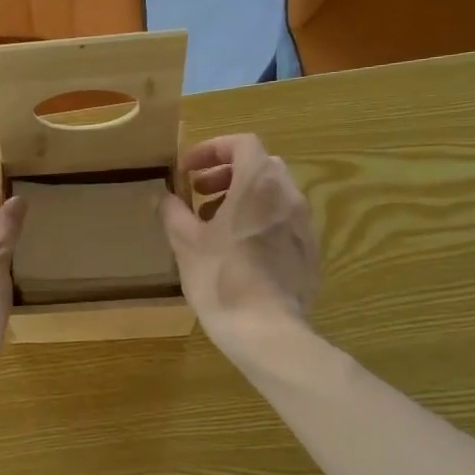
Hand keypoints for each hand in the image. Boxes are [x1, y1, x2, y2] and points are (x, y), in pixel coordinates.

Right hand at [162, 135, 319, 355]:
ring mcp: (304, 224)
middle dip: (227, 173)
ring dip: (243, 198)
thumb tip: (164, 197)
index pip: (242, 144)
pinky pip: (283, 222)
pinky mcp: (309, 252)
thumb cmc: (221, 278)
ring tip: (214, 224)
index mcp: (258, 184)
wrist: (266, 330)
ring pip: (273, 195)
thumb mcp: (186, 243)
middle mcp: (288, 196)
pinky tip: (239, 251)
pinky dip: (260, 222)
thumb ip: (174, 212)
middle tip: (199, 193)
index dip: (212, 150)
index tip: (188, 171)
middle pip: (260, 166)